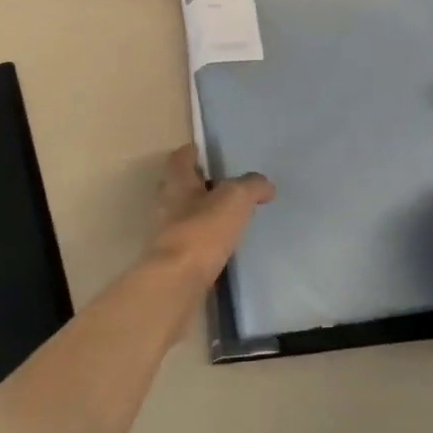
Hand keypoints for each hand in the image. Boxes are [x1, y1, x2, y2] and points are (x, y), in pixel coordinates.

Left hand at [147, 147, 273, 286]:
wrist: (177, 281)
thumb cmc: (202, 230)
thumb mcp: (235, 198)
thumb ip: (252, 186)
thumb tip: (265, 185)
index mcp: (177, 182)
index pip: (180, 158)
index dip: (192, 152)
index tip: (204, 151)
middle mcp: (166, 203)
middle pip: (181, 185)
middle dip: (199, 183)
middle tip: (224, 184)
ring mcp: (167, 232)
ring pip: (185, 213)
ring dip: (203, 212)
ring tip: (229, 216)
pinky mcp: (173, 258)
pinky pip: (191, 240)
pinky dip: (205, 238)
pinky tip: (224, 244)